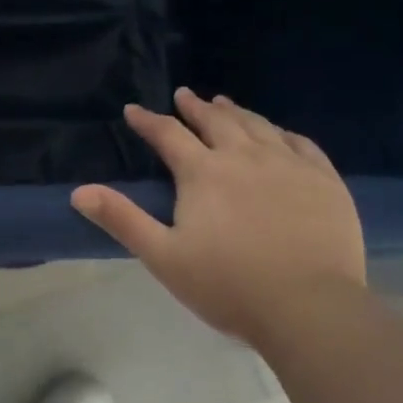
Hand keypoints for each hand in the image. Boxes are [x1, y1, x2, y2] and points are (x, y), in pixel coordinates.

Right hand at [71, 89, 365, 346]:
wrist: (310, 308)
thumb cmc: (228, 286)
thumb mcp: (163, 257)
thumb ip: (122, 219)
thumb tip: (78, 191)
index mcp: (203, 172)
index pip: (168, 134)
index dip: (148, 120)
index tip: (134, 110)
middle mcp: (244, 155)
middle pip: (215, 121)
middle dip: (194, 107)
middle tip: (184, 95)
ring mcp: (288, 164)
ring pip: (257, 125)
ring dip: (235, 112)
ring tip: (224, 103)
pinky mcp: (324, 179)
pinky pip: (301, 143)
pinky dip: (283, 132)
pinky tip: (279, 133)